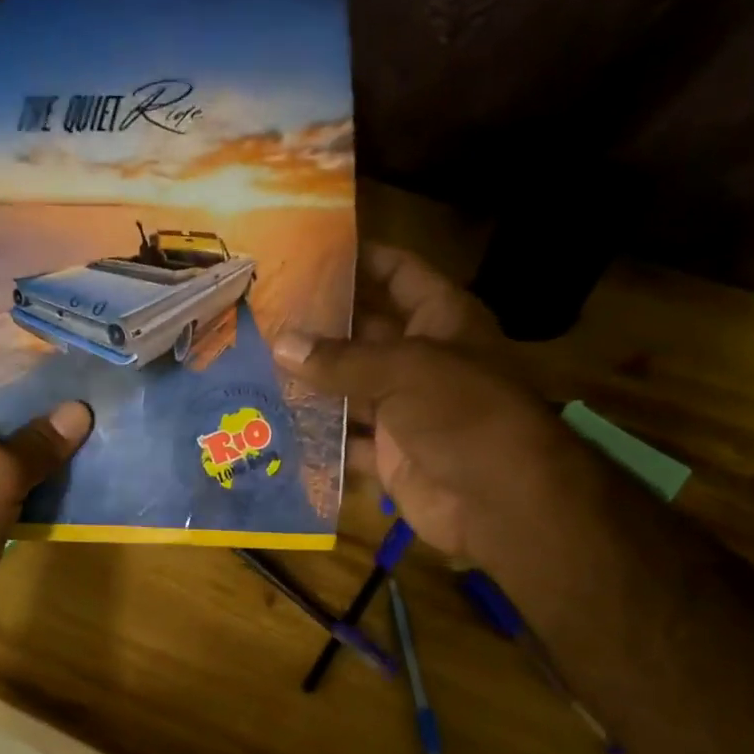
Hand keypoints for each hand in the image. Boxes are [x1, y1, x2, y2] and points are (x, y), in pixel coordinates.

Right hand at [276, 244, 555, 561]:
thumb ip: (341, 359)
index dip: (360, 260)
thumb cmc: (464, 414)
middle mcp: (421, 359)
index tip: (307, 253)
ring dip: (310, 382)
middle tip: (263, 314)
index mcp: (441, 320)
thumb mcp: (404, 371)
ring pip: (349, 389)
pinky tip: (274, 424)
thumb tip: (281, 343)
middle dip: (318, 325)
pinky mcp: (389, 454)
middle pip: (364, 333)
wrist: (499, 500)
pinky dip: (316, 438)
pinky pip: (345, 441)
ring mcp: (405, 410)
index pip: (398, 274)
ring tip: (254, 364)